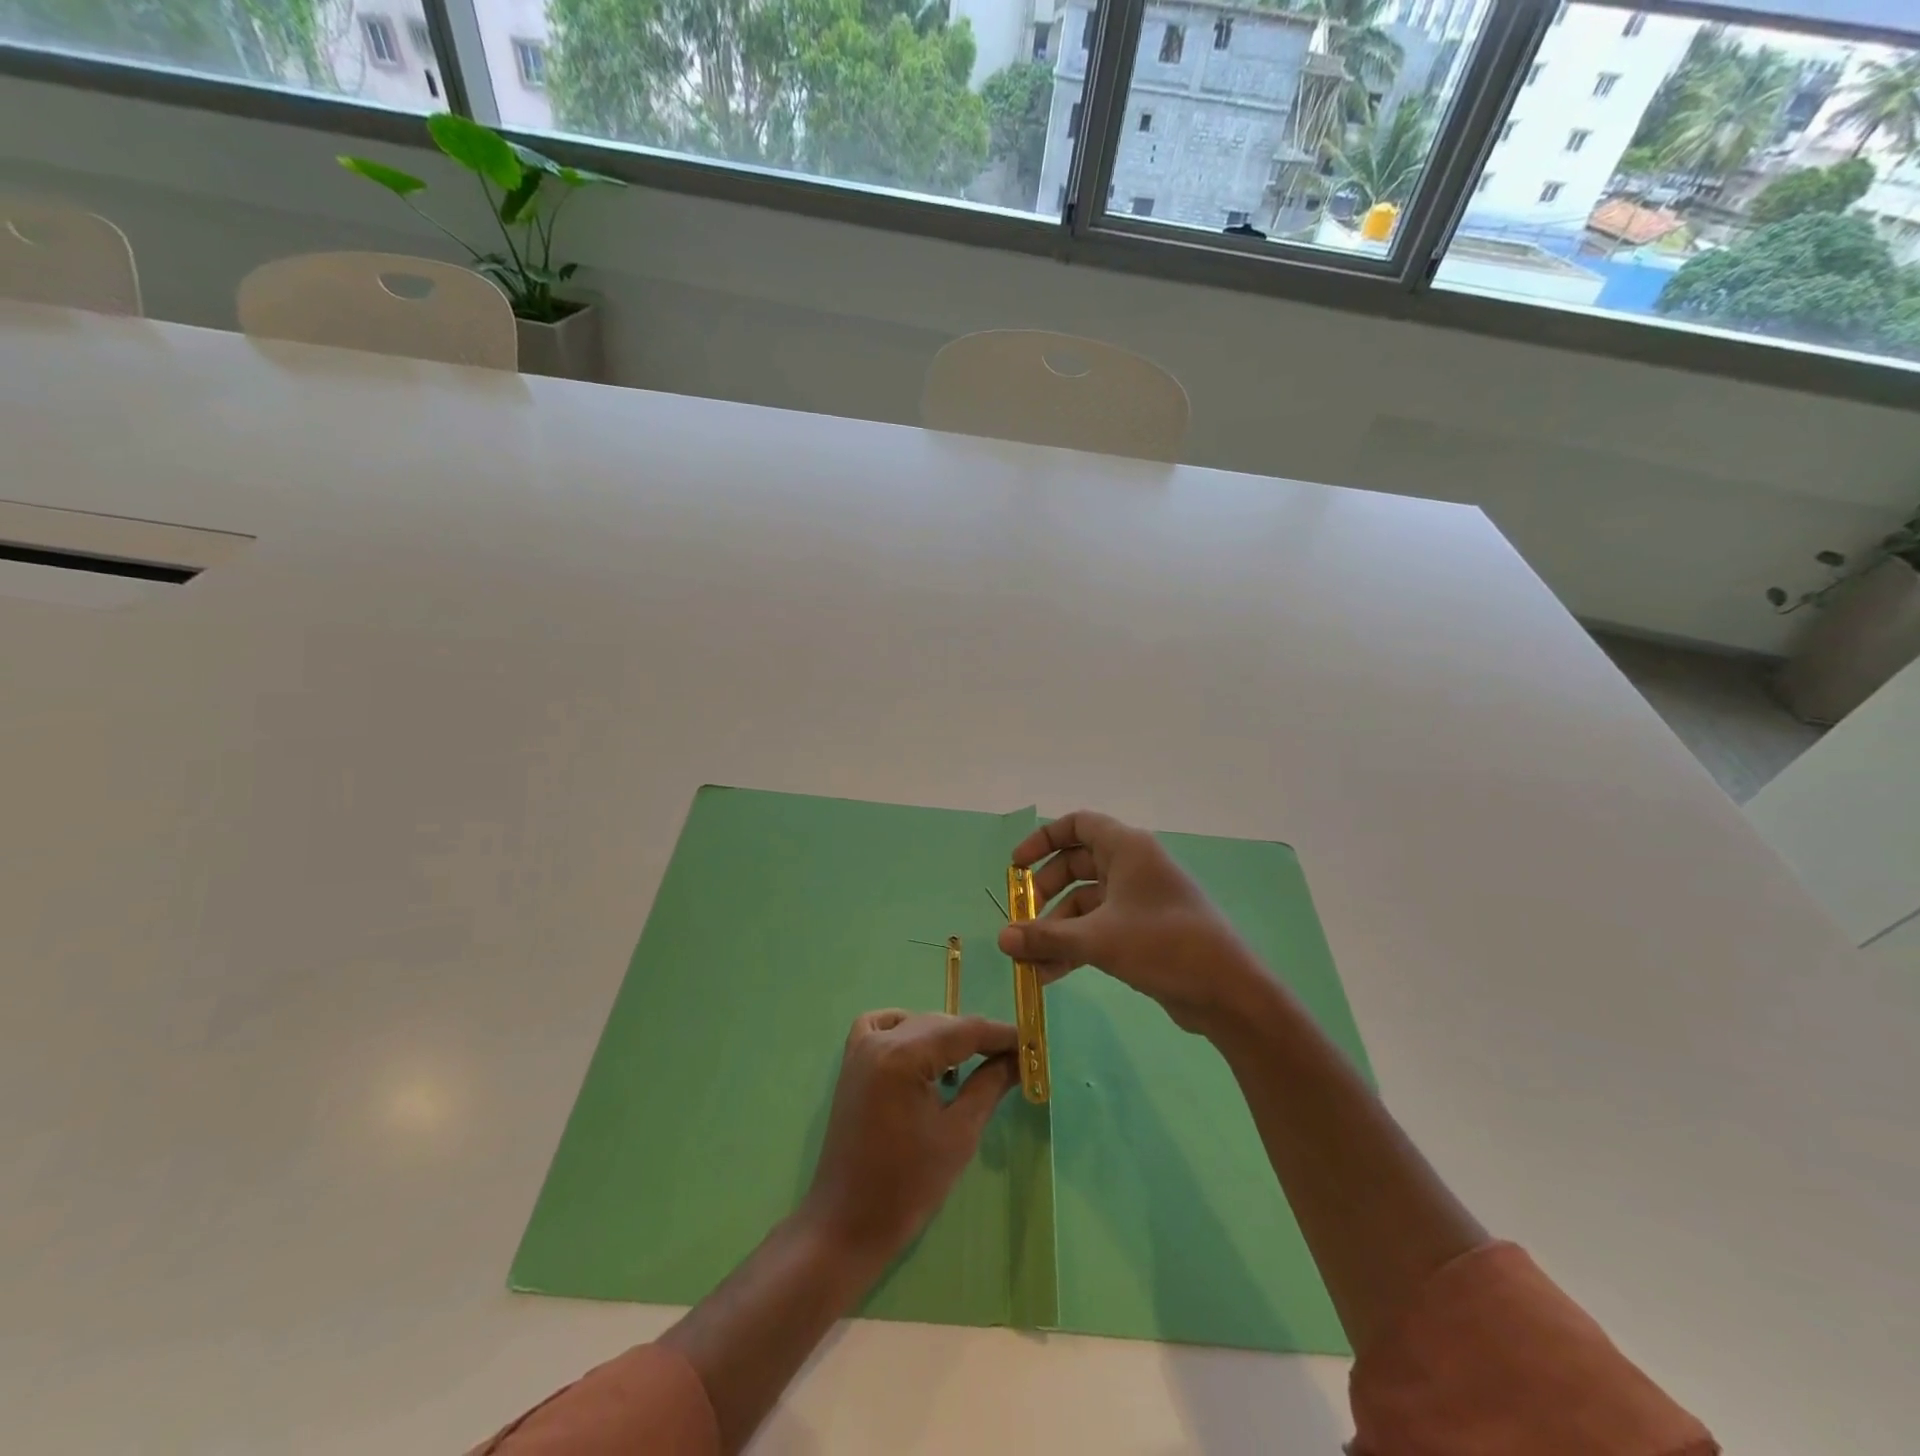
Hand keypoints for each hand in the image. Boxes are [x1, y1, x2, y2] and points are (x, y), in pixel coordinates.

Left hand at [800, 1011, 1019, 1268]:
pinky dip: (906, 1029)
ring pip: (915, 1024)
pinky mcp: (852, 1064)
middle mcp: (880, 1040)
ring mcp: (861, 1049)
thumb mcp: (959, 1134)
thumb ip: (989, 1085)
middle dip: (978, 1037)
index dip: (1001, 1034)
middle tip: (1012, 1058)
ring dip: (946, 1036)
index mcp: (904, 1056)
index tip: (1032, 1044)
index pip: (964, 1030)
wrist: (847, 1224)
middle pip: (940, 1023)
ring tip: (974, 1062)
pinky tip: (923, 1052)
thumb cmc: (907, 1186)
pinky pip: (881, 1027)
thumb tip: (1018, 1058)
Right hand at [995, 810, 1261, 1034]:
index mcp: (1127, 848)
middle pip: (1076, 865)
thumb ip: (1046, 936)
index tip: (1016, 868)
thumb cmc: (1163, 945)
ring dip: (1056, 929)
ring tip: (1029, 962)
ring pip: (1086, 902)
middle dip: (1045, 893)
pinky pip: (1099, 928)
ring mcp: (1140, 899)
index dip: (1042, 840)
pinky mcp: (1145, 931)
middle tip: (1022, 919)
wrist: (1227, 990)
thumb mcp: (1098, 939)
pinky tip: (1050, 975)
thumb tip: (1001, 939)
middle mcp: (1133, 866)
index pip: (1077, 824)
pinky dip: (1076, 945)